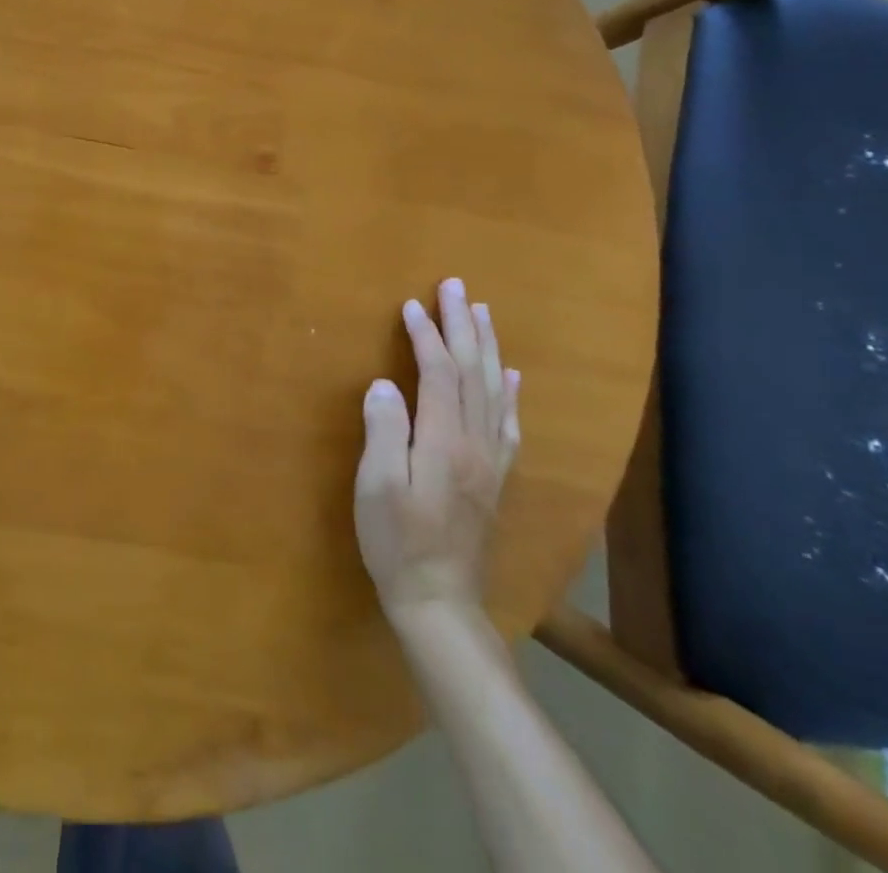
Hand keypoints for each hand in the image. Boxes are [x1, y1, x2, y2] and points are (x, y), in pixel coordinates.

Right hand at [355, 278, 521, 625]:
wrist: (440, 601)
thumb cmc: (397, 541)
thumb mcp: (376, 486)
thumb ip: (383, 430)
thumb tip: (385, 383)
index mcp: (443, 440)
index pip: (438, 372)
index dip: (426, 334)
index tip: (412, 304)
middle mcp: (476, 442)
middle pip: (472, 372)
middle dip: (462, 325)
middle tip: (456, 286)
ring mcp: (491, 460)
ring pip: (495, 390)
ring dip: (487, 347)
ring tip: (482, 313)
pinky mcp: (496, 477)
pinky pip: (510, 423)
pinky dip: (511, 392)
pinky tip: (512, 375)